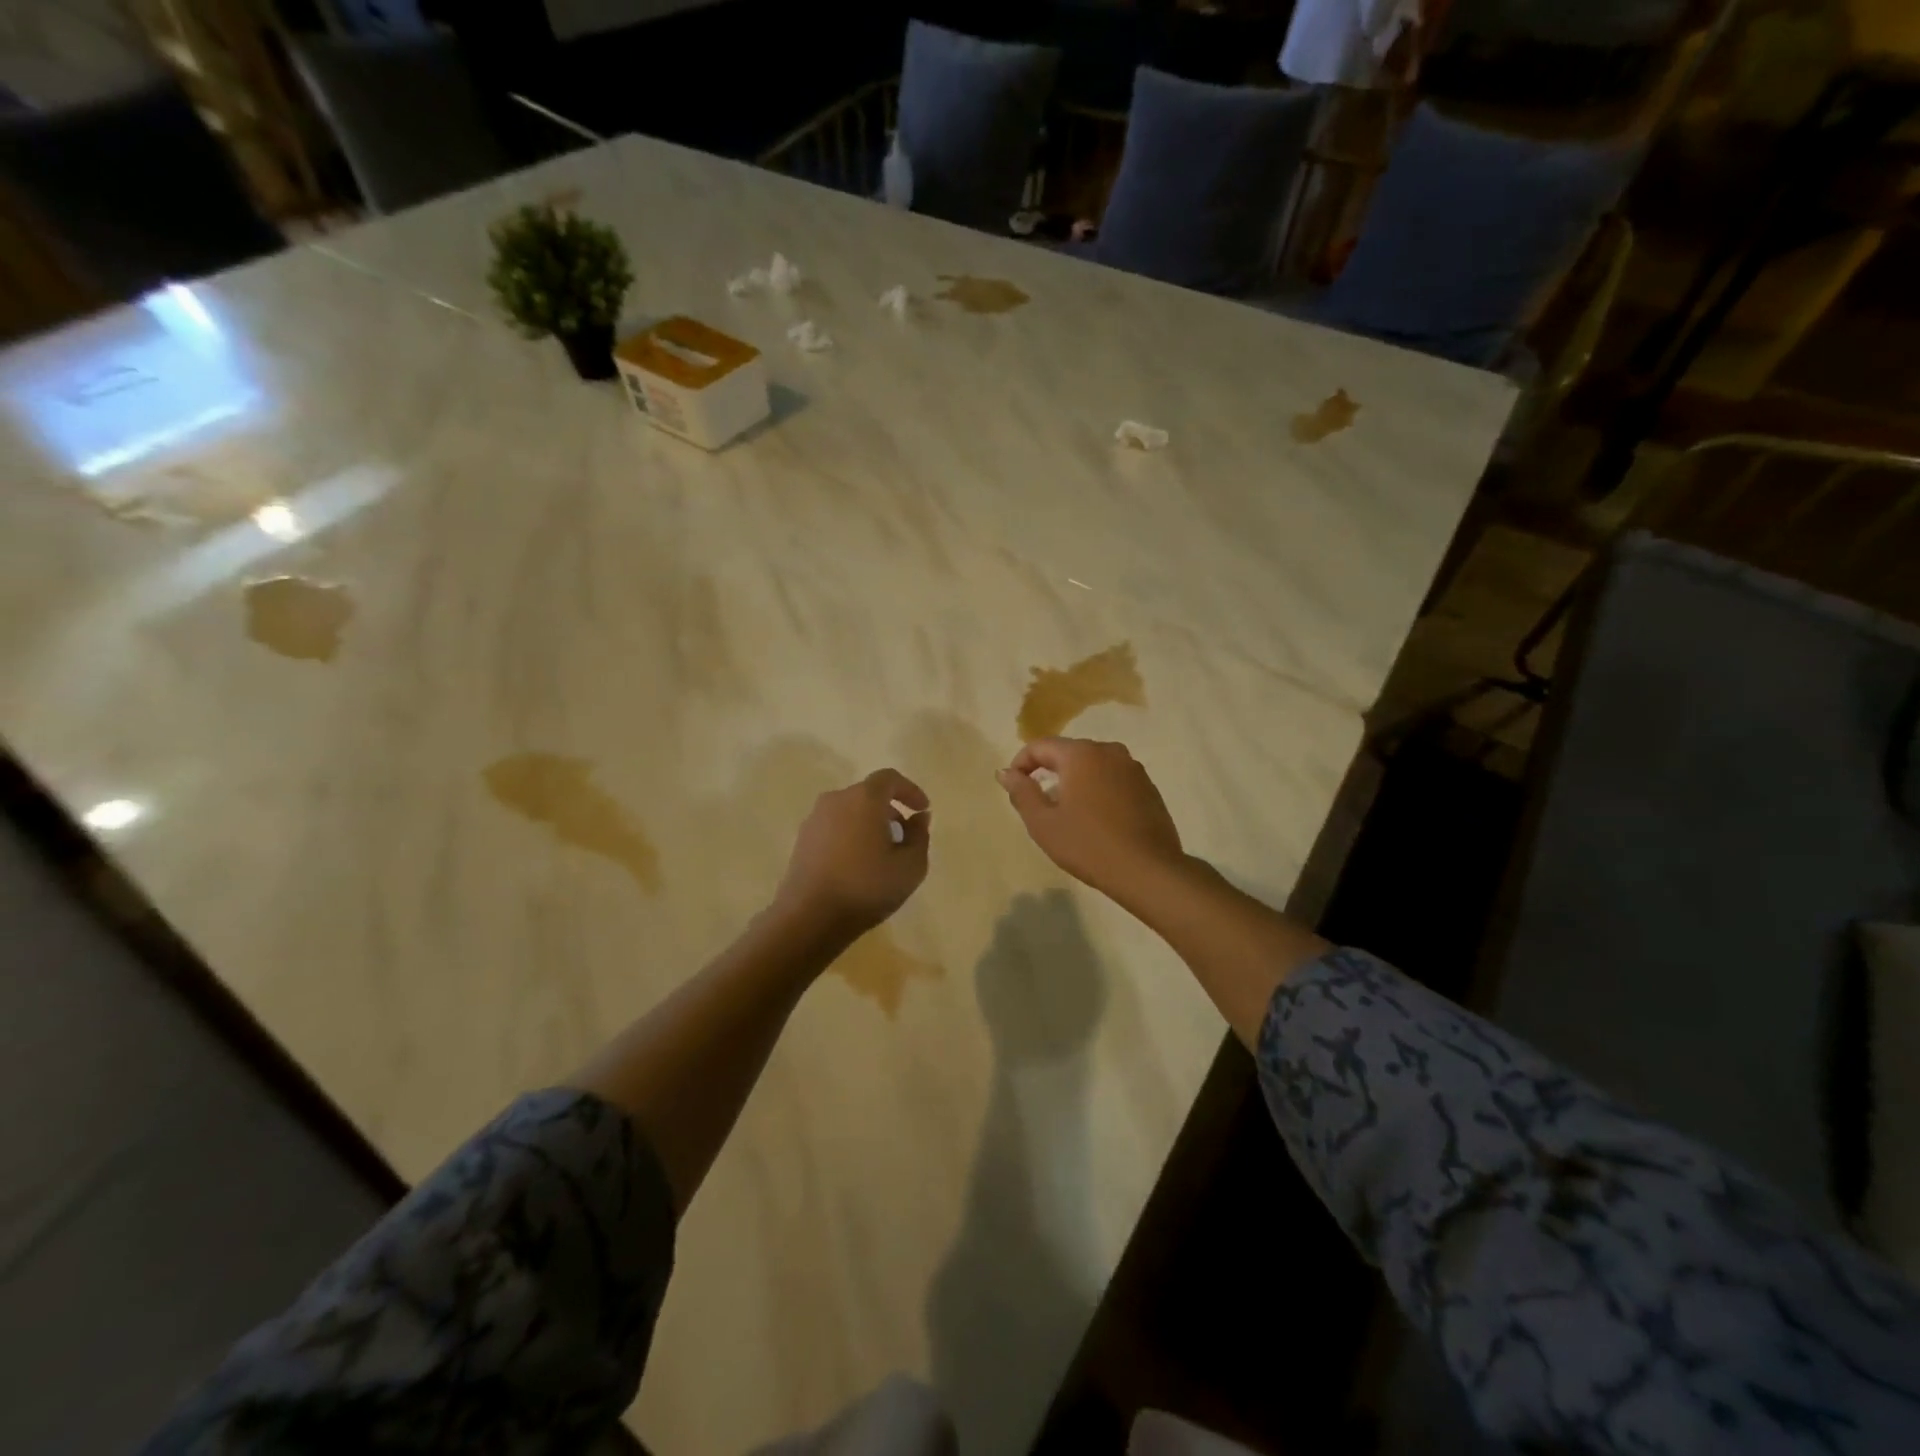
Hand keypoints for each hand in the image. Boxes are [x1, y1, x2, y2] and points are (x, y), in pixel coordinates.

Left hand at [772, 769, 930, 941]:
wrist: (809, 917)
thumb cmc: (867, 887)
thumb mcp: (910, 866)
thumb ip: (920, 836)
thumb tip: (918, 818)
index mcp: (864, 798)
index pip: (889, 778)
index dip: (910, 790)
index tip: (922, 809)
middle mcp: (836, 800)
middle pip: (868, 794)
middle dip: (890, 810)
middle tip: (905, 837)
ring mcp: (814, 820)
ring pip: (850, 812)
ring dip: (869, 824)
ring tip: (882, 855)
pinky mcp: (802, 840)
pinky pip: (834, 828)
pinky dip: (851, 836)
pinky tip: (858, 866)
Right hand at [997, 738, 1184, 905]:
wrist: (1147, 870)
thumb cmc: (1088, 845)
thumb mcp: (1043, 823)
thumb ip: (1022, 792)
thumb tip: (1006, 773)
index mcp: (1081, 754)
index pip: (1041, 746)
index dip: (1020, 763)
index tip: (1013, 786)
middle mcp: (1109, 751)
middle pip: (1069, 753)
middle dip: (1049, 771)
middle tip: (1038, 802)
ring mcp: (1133, 768)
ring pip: (1093, 766)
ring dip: (1075, 781)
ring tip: (1067, 812)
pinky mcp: (1149, 787)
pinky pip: (1113, 779)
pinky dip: (1099, 790)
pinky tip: (1097, 819)